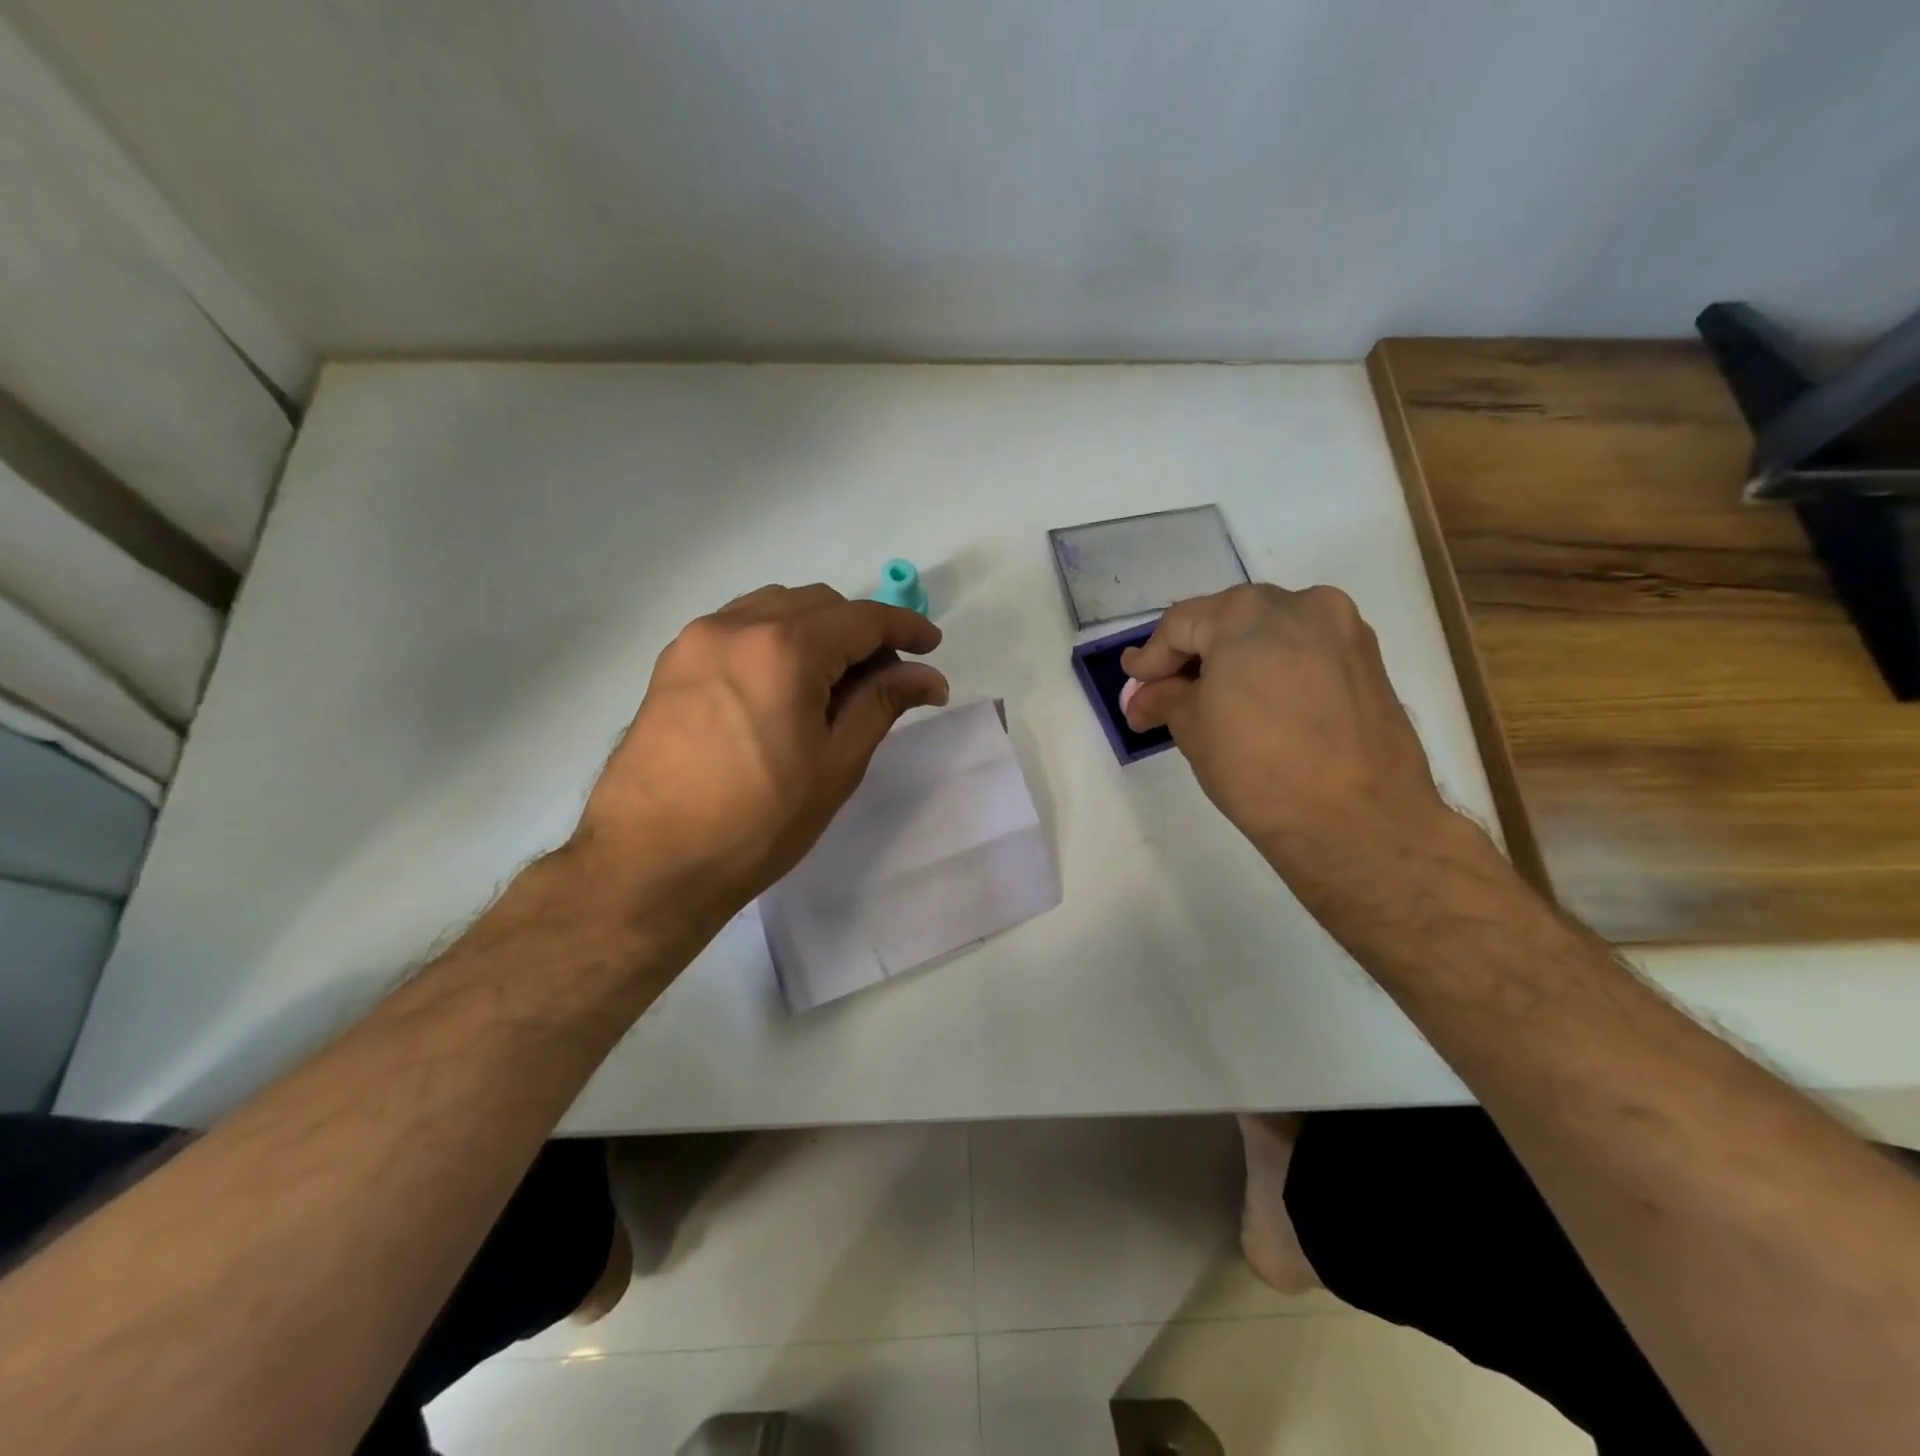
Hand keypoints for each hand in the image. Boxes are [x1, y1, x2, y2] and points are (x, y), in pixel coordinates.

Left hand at [570, 584, 947, 920]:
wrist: (650, 863)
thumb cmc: (757, 822)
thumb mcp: (835, 764)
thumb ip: (882, 704)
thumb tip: (927, 676)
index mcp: (784, 649)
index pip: (862, 618)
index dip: (905, 627)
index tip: (931, 646)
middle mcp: (736, 626)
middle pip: (819, 604)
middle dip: (860, 630)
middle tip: (884, 678)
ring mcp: (697, 640)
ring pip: (775, 608)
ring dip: (816, 630)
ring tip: (832, 682)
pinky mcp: (672, 663)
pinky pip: (737, 627)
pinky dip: (774, 639)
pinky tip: (782, 684)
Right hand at [1120, 583, 1456, 881]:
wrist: (1359, 822)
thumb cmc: (1258, 768)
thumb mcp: (1193, 730)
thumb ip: (1165, 698)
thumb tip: (1144, 696)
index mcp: (1248, 613)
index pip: (1181, 624)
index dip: (1151, 658)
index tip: (1134, 687)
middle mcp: (1301, 604)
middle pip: (1228, 620)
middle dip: (1193, 656)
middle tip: (1166, 693)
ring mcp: (1344, 630)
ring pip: (1270, 633)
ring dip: (1235, 660)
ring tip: (1213, 701)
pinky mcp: (1370, 661)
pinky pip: (1305, 652)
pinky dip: (1274, 669)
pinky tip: (1259, 704)